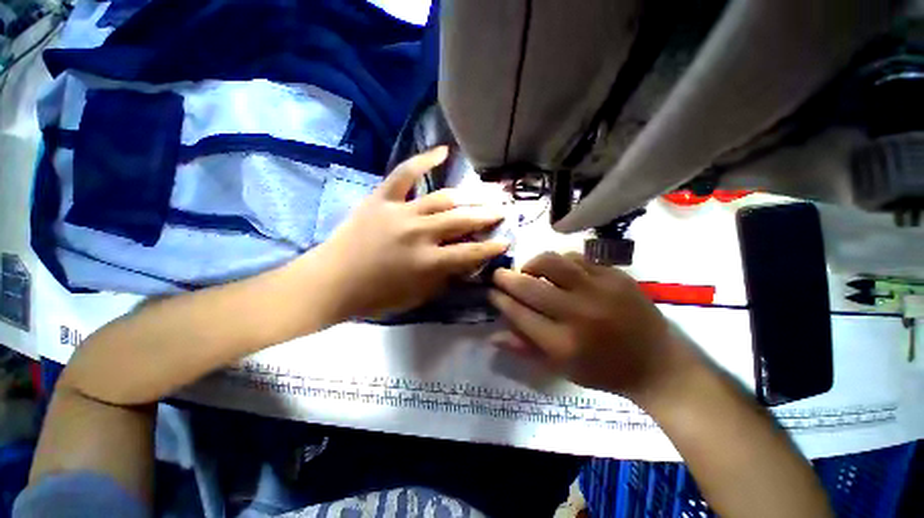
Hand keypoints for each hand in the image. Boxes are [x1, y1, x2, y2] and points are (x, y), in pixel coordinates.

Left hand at [312, 147, 508, 320]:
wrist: (331, 282)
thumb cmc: (376, 296)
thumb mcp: (418, 296)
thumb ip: (444, 278)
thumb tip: (464, 264)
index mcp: (428, 262)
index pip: (470, 253)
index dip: (491, 248)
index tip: (505, 242)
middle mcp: (419, 233)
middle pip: (462, 220)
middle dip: (486, 216)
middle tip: (501, 211)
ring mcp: (400, 212)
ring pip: (442, 199)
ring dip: (467, 197)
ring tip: (484, 194)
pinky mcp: (382, 199)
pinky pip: (405, 174)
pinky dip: (424, 161)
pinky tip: (443, 151)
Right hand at [489, 252, 699, 402]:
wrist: (657, 364)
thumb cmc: (604, 371)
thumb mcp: (561, 368)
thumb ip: (525, 348)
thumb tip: (493, 334)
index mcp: (564, 344)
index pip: (518, 314)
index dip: (499, 299)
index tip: (491, 291)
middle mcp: (579, 314)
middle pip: (529, 286)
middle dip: (506, 278)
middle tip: (499, 275)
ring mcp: (600, 290)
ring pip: (551, 262)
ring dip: (532, 264)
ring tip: (530, 271)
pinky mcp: (615, 276)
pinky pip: (576, 258)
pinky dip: (560, 262)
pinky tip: (559, 271)